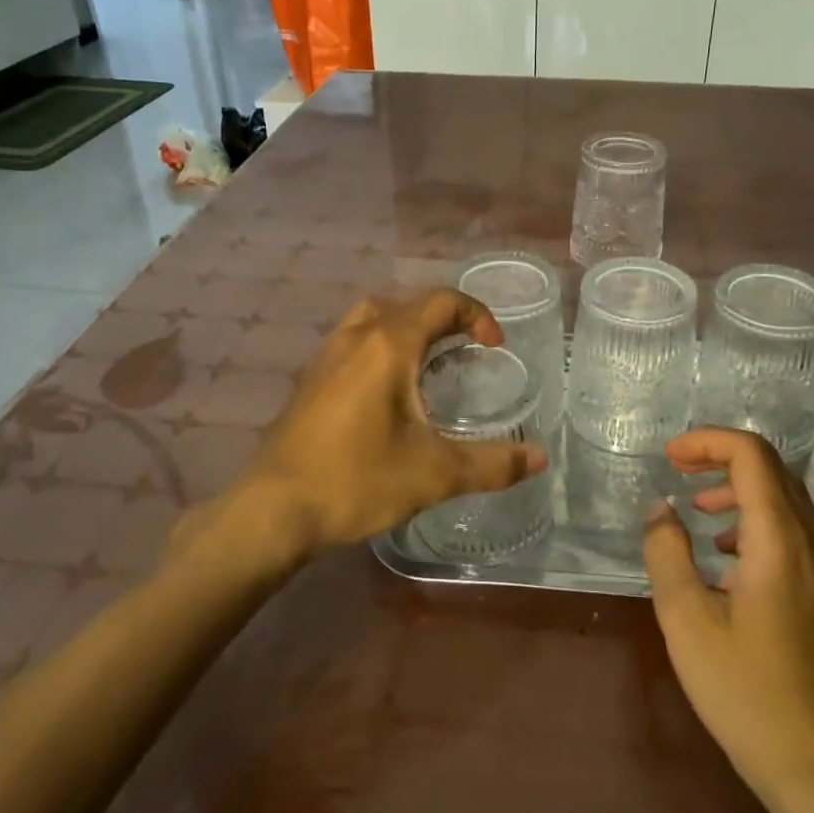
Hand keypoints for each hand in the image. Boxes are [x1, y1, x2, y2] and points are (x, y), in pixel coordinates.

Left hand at [231, 289, 547, 558]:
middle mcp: (357, 336)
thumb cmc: (357, 481)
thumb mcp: (434, 474)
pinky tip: (386, 391)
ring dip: (407, 327)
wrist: (273, 510)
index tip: (495, 348)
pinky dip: (380, 345)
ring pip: (374, 317)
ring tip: (428, 362)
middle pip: (408, 304)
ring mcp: (327, 355)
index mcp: (389, 345)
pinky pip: (353, 341)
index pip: (441, 302)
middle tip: (466, 351)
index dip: (477, 315)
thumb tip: (539, 458)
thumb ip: (492, 463)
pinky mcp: (309, 379)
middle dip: (445, 320)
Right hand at [642, 428, 813, 796]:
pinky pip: (791, 526)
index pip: (751, 455)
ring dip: (738, 485)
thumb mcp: (685, 619)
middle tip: (677, 469)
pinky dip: (753, 515)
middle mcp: (810, 541)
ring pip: (783, 495)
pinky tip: (724, 552)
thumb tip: (660, 509)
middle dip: (720, 456)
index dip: (708, 441)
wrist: (811, 763)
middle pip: (771, 467)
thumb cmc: (742, 690)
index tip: (669, 457)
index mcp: (779, 540)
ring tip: (697, 506)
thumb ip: (666, 552)